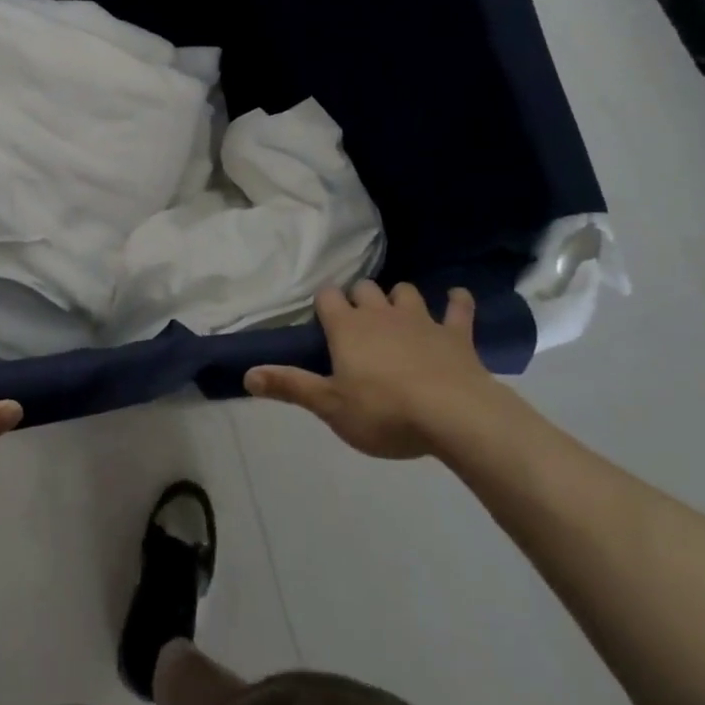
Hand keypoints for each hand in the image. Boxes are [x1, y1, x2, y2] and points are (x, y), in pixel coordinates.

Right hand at [244, 281, 507, 459]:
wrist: (455, 416)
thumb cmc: (384, 412)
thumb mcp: (330, 407)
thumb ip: (290, 386)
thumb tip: (246, 374)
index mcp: (347, 327)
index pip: (327, 297)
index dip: (324, 305)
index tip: (325, 321)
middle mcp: (380, 314)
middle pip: (364, 288)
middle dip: (360, 299)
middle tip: (359, 323)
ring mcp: (420, 320)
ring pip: (405, 292)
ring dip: (399, 299)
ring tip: (398, 315)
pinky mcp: (456, 334)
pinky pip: (458, 307)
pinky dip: (457, 301)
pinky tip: (456, 298)